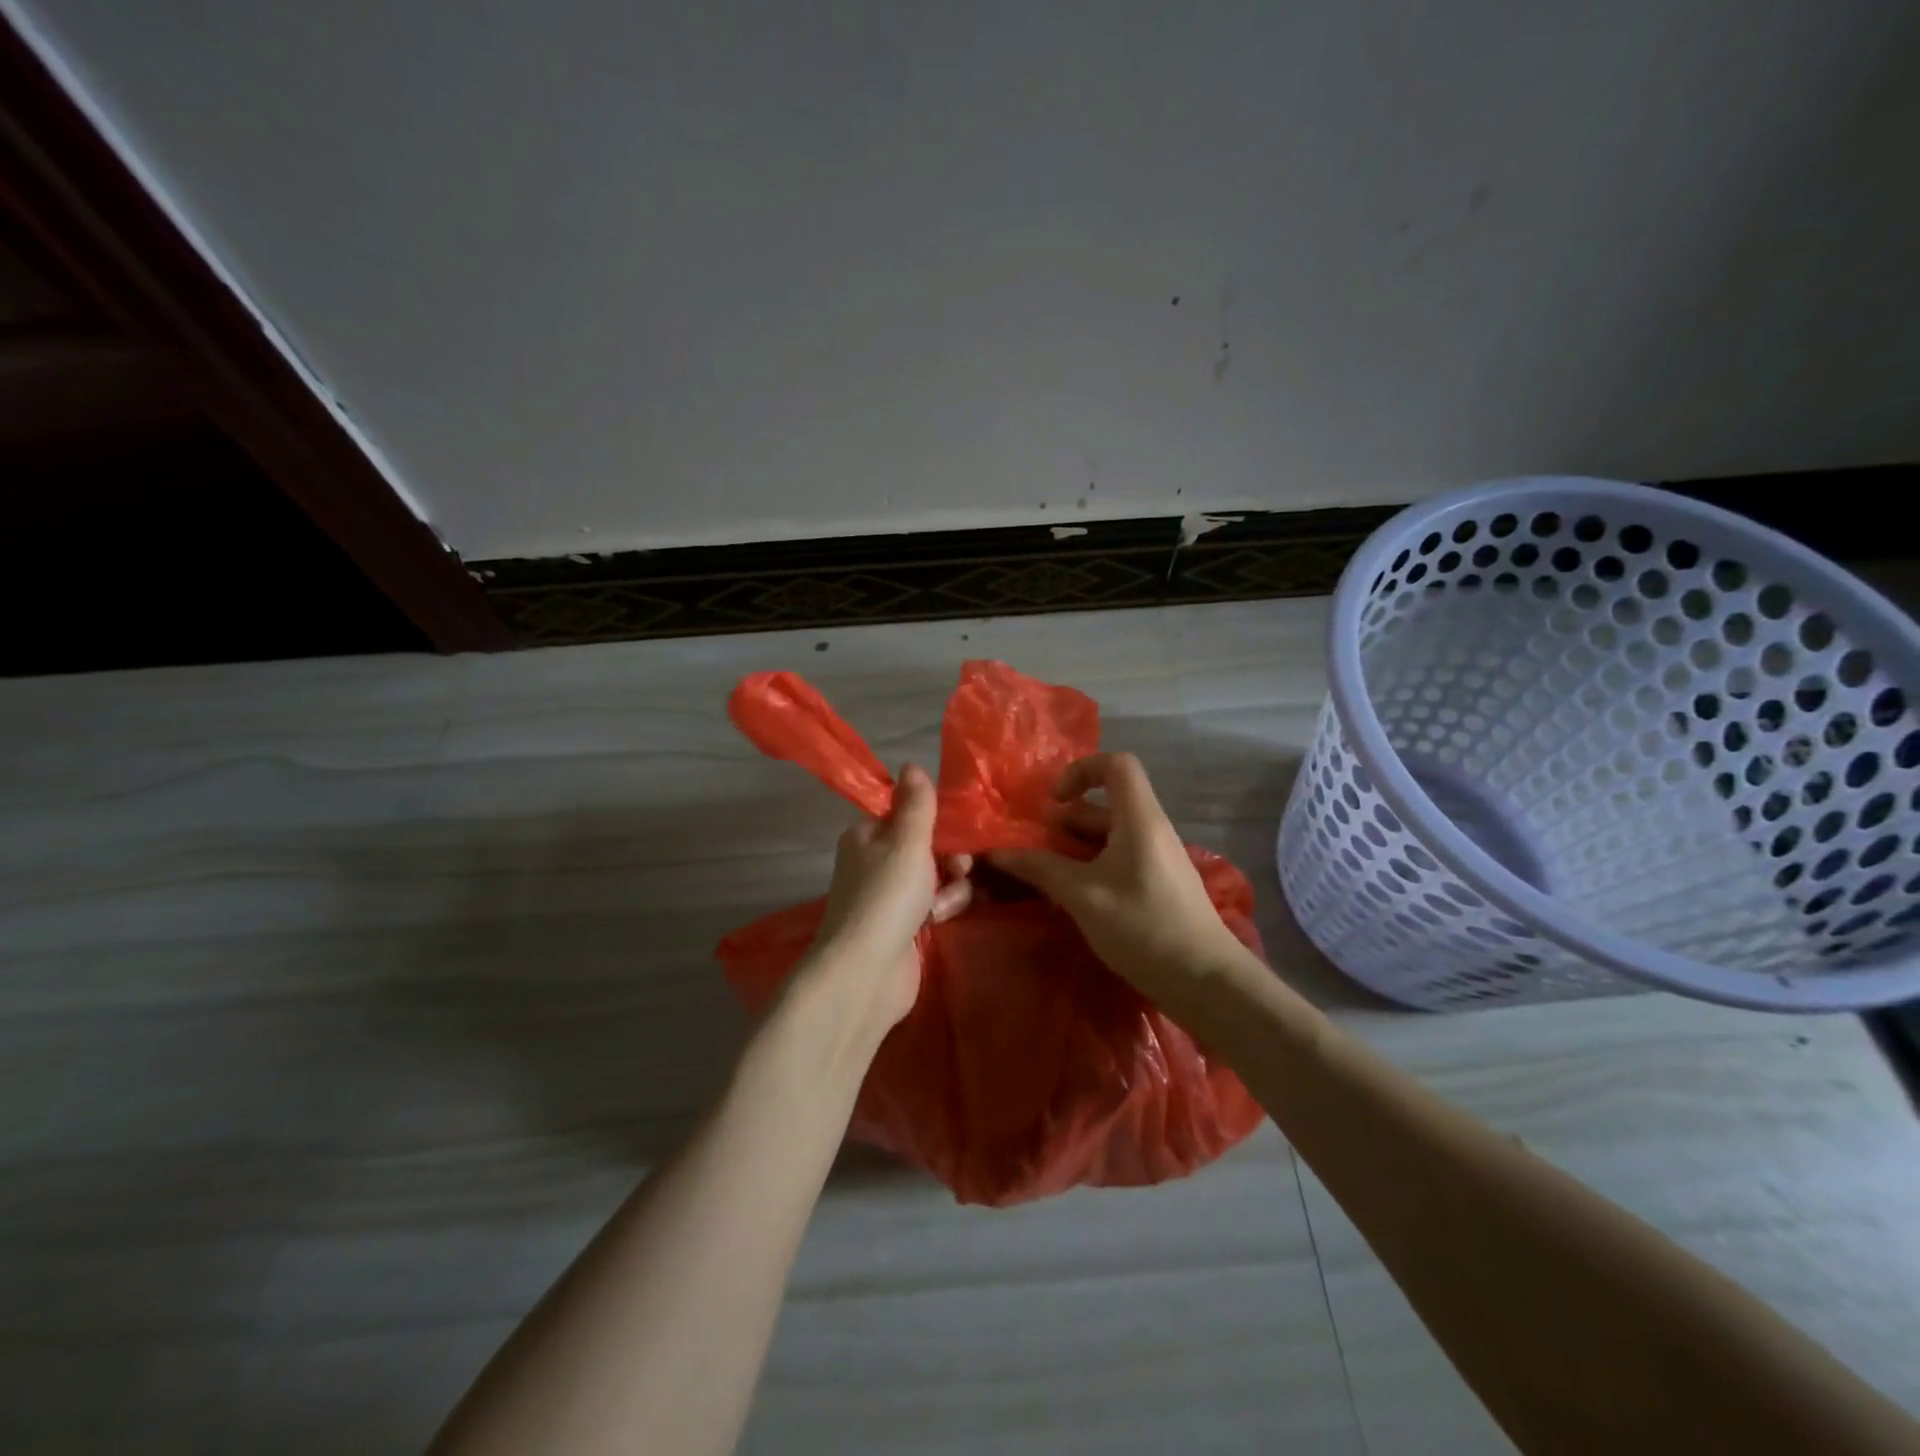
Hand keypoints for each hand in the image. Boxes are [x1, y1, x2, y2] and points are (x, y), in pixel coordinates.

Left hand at [804, 763, 972, 1037]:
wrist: (867, 972)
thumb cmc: (886, 896)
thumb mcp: (906, 841)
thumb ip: (916, 804)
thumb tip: (911, 764)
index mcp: (867, 836)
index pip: (907, 815)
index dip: (935, 822)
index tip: (955, 832)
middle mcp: (875, 863)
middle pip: (927, 847)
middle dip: (949, 858)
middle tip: (956, 870)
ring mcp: (889, 898)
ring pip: (936, 878)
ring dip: (949, 888)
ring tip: (941, 907)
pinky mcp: (904, 928)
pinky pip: (935, 907)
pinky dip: (942, 911)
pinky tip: (939, 922)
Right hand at [988, 753, 1244, 1001]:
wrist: (1205, 979)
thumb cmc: (1143, 927)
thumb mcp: (1083, 897)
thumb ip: (1040, 869)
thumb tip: (996, 852)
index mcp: (1140, 818)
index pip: (1116, 764)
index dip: (1081, 770)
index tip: (1054, 802)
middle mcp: (1152, 828)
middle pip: (1108, 801)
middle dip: (1068, 817)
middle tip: (1036, 845)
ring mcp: (1158, 856)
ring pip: (1112, 833)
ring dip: (1076, 845)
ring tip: (1047, 871)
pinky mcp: (1159, 881)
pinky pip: (1121, 856)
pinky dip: (1092, 864)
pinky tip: (1074, 894)